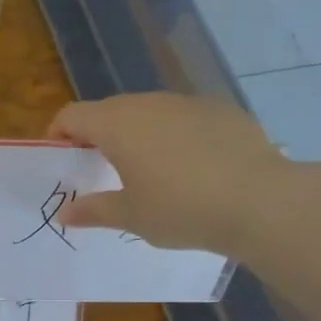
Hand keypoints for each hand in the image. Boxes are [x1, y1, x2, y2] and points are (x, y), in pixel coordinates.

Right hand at [48, 93, 292, 253]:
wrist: (260, 201)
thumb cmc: (180, 209)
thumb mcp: (130, 216)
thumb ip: (93, 210)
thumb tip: (65, 212)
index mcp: (117, 125)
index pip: (72, 115)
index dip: (59, 134)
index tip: (63, 160)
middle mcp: (148, 104)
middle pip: (109, 110)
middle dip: (97, 135)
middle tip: (101, 170)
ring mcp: (188, 103)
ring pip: (148, 111)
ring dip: (137, 134)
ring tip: (147, 170)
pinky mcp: (221, 111)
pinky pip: (183, 118)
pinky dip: (174, 136)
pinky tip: (190, 168)